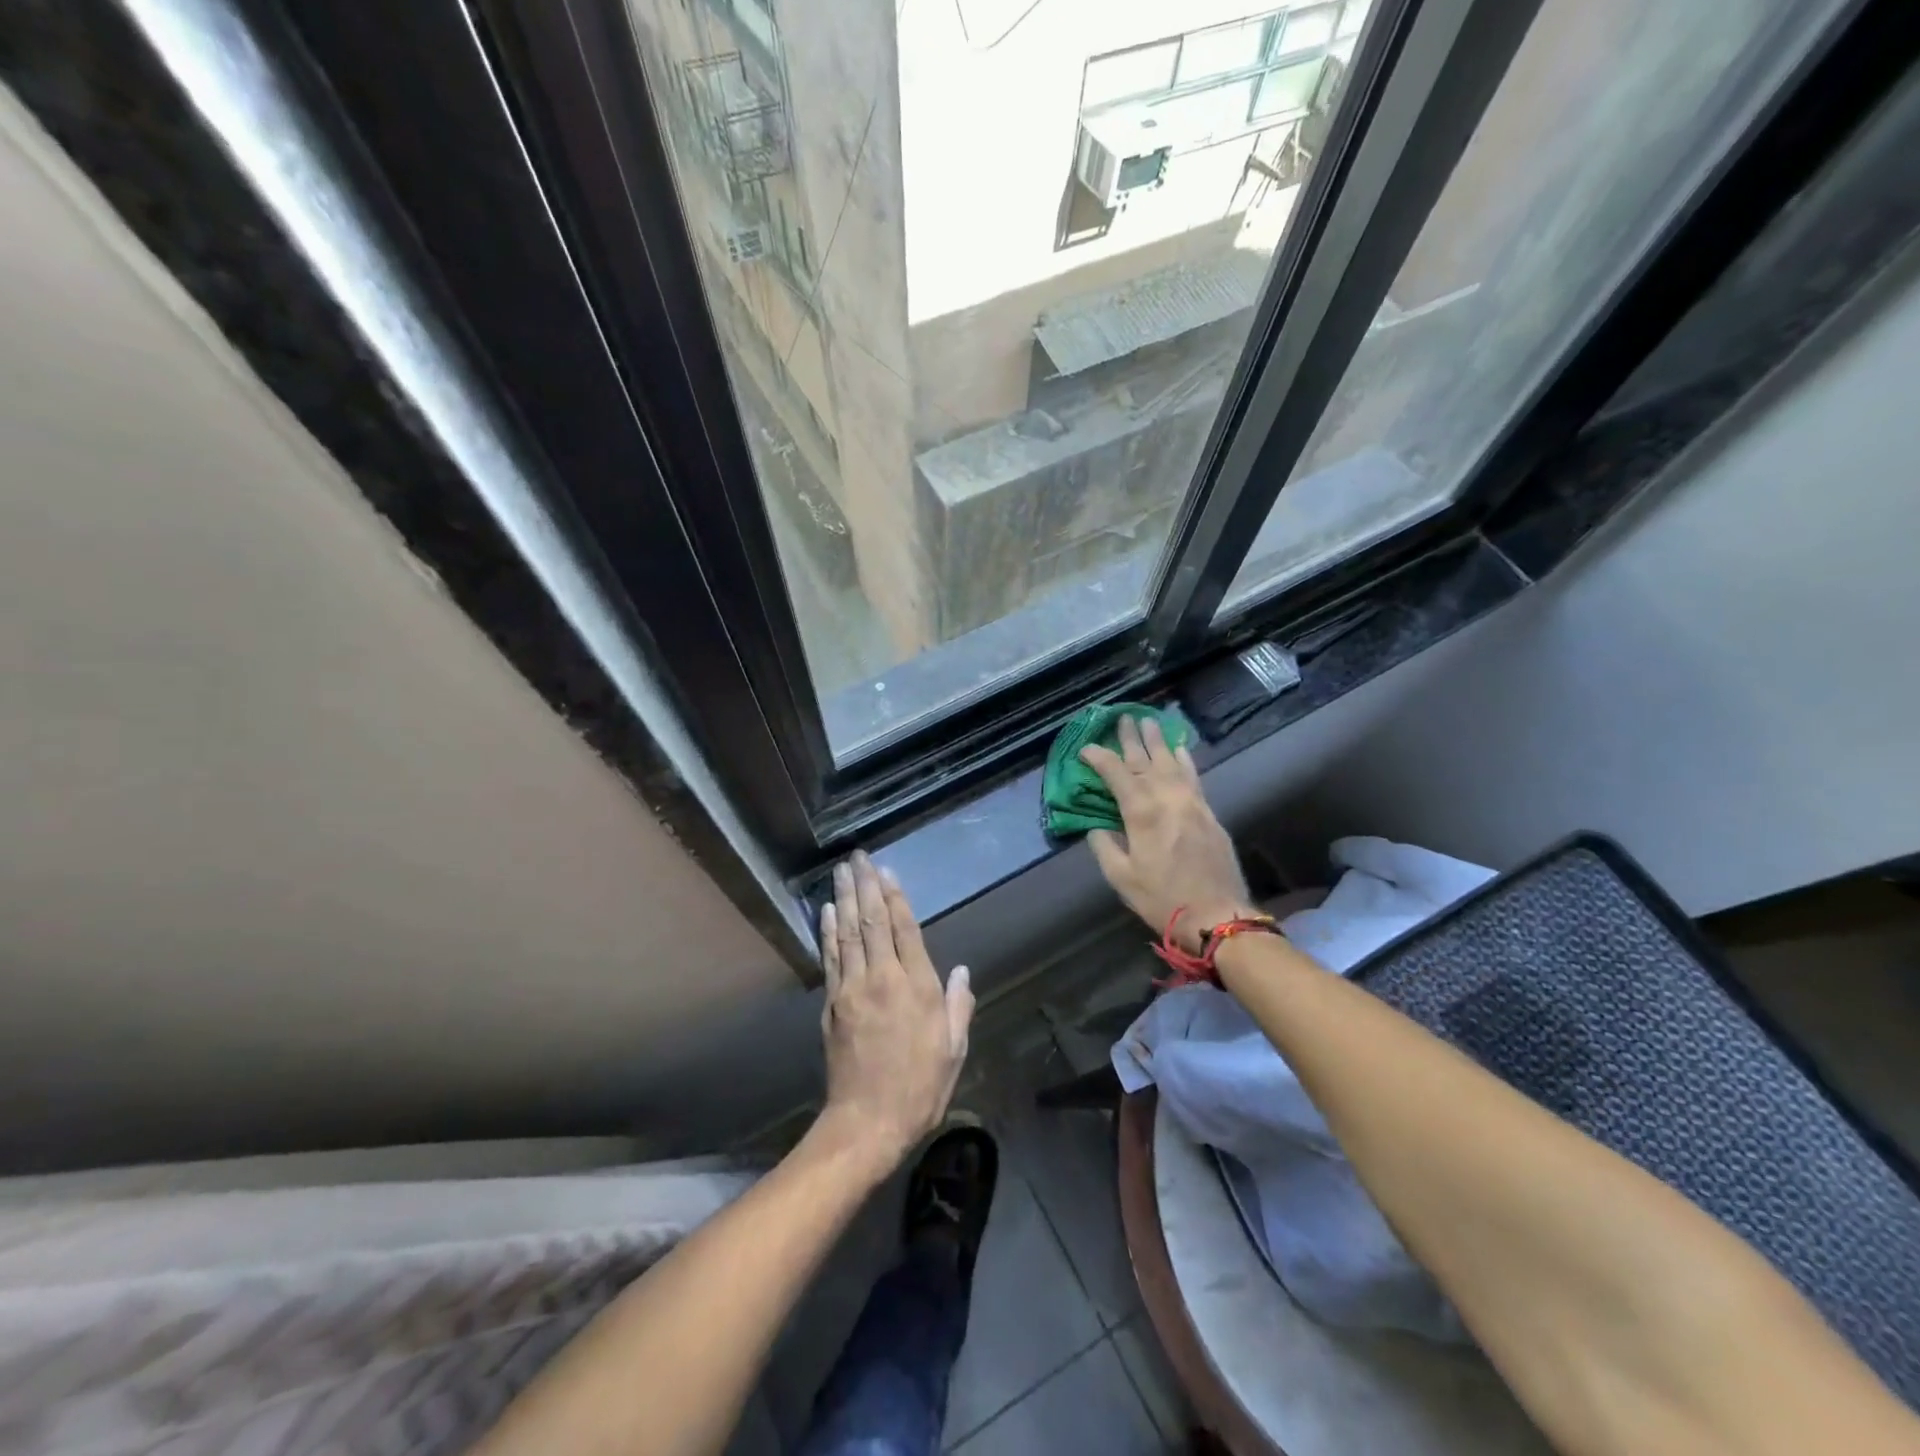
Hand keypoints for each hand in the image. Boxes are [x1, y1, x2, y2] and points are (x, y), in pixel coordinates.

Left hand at [817, 852, 973, 1173]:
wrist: (867, 1122)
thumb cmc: (919, 1088)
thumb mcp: (953, 1050)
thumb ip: (957, 1006)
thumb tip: (961, 971)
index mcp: (917, 988)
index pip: (905, 930)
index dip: (896, 898)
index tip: (887, 871)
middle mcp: (883, 980)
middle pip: (872, 922)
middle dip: (866, 886)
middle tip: (858, 856)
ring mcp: (852, 990)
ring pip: (848, 933)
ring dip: (845, 898)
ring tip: (841, 871)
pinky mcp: (832, 1004)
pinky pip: (831, 958)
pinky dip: (828, 931)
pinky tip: (828, 911)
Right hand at [1080, 715, 1253, 952]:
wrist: (1217, 915)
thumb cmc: (1163, 898)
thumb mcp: (1121, 877)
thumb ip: (1105, 846)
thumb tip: (1097, 828)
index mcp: (1142, 812)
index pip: (1116, 773)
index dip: (1098, 757)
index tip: (1085, 748)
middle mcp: (1168, 797)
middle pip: (1146, 759)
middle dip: (1131, 738)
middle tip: (1122, 717)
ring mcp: (1192, 802)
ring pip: (1171, 762)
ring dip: (1158, 741)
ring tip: (1149, 721)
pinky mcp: (1208, 812)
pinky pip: (1194, 775)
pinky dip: (1184, 759)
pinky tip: (1179, 749)